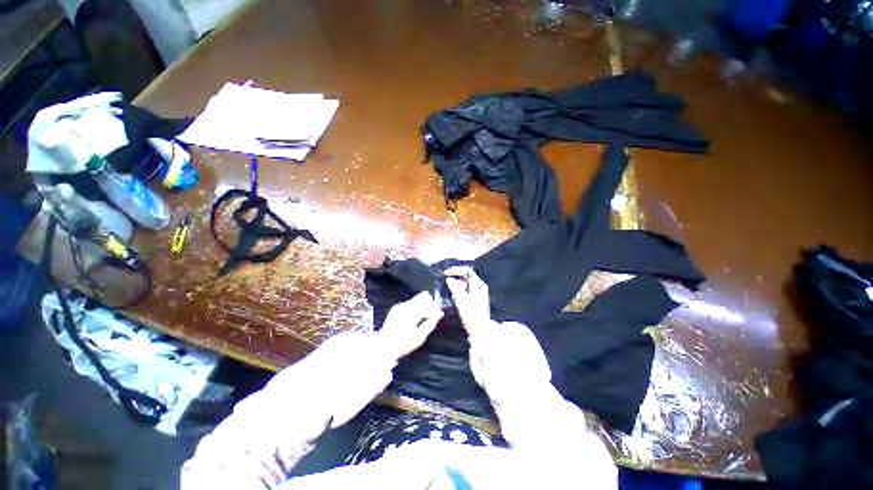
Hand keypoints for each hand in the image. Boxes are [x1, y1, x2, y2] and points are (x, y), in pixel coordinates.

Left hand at [380, 292, 443, 359]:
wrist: (384, 346)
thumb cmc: (403, 344)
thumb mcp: (420, 337)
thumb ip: (431, 323)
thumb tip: (440, 313)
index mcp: (411, 313)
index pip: (427, 302)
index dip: (434, 305)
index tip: (438, 311)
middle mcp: (405, 306)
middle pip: (421, 297)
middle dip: (428, 304)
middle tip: (432, 314)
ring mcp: (399, 306)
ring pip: (416, 300)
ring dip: (421, 306)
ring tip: (423, 318)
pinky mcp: (395, 308)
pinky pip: (409, 303)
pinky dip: (414, 308)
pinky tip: (414, 318)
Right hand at [444, 266, 490, 334]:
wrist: (480, 330)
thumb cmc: (471, 315)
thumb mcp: (462, 300)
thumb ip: (455, 288)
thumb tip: (449, 278)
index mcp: (479, 285)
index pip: (467, 271)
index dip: (456, 270)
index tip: (445, 272)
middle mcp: (480, 286)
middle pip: (467, 275)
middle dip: (455, 274)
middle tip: (444, 276)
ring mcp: (478, 292)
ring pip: (466, 282)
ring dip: (456, 281)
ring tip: (446, 282)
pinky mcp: (475, 298)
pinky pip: (466, 288)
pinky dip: (458, 287)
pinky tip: (452, 290)